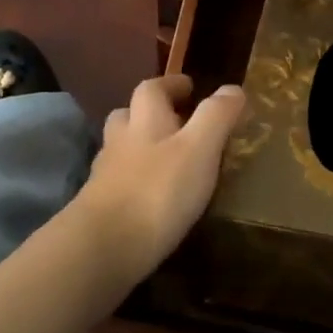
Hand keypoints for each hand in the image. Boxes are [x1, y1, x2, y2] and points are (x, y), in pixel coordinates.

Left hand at [75, 76, 245, 280]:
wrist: (103, 247)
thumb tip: (233, 88)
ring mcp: (105, 175)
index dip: (171, 84)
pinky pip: (119, 183)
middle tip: (178, 124)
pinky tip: (152, 198)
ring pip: (121, 150)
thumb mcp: (199, 149)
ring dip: (141, 149)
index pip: (153, 88)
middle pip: (129, 115)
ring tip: (168, 162)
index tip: (190, 87)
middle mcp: (120, 140)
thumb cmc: (157, 191)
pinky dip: (135, 182)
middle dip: (151, 115)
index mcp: (145, 120)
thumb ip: (216, 117)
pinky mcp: (99, 208)